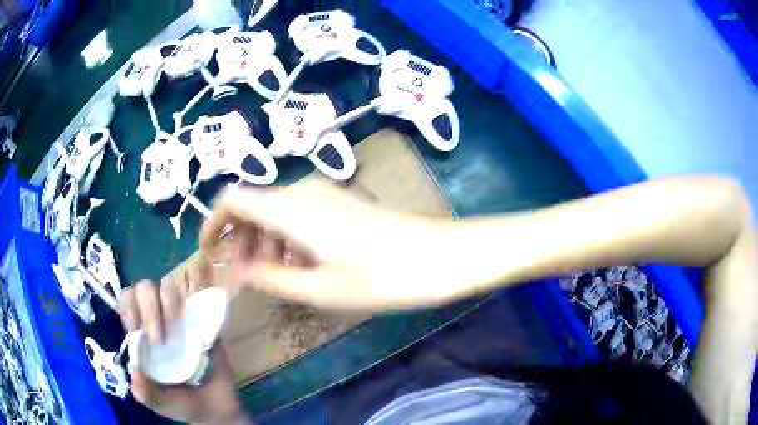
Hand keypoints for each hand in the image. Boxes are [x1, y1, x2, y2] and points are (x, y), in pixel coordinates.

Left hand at [118, 280, 247, 424]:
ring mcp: (179, 318)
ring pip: (165, 285)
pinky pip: (193, 296)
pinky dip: (188, 302)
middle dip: (148, 310)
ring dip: (168, 303)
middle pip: (143, 289)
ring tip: (177, 329)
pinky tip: (190, 321)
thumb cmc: (184, 406)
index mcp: (141, 337)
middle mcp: (157, 321)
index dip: (129, 308)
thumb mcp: (160, 404)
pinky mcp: (201, 319)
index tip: (137, 330)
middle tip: (159, 340)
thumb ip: (145, 393)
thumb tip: (134, 370)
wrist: (218, 410)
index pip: (126, 303)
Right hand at [200, 182, 457, 310]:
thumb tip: (238, 270)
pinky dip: (287, 238)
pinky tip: (301, 265)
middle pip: (253, 206)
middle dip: (240, 239)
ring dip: (264, 241)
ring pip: (276, 211)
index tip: (209, 252)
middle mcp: (303, 192)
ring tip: (273, 277)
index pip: (232, 199)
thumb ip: (271, 278)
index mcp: (290, 209)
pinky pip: (299, 214)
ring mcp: (325, 194)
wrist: (440, 256)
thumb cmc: (381, 277)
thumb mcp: (319, 289)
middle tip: (245, 276)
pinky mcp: (342, 203)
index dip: (213, 222)